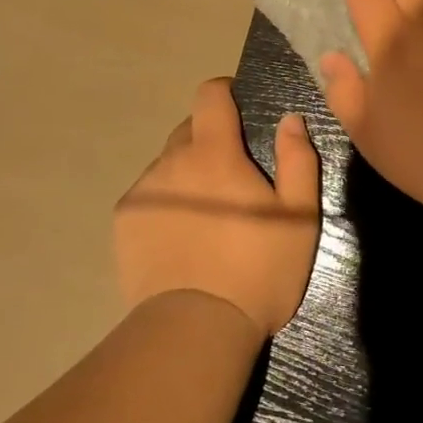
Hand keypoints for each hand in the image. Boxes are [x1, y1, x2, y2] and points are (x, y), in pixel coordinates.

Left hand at [114, 78, 320, 337]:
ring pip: (167, 164)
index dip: (224, 93)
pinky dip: (165, 202)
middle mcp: (171, 161)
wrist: (196, 329)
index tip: (238, 109)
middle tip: (232, 178)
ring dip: (187, 174)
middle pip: (189, 130)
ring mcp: (142, 191)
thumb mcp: (299, 216)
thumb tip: (290, 119)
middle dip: (210, 141)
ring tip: (206, 216)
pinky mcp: (123, 221)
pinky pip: (148, 194)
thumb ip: (297, 159)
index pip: (209, 95)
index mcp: (214, 152)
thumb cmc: (257, 270)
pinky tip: (180, 237)